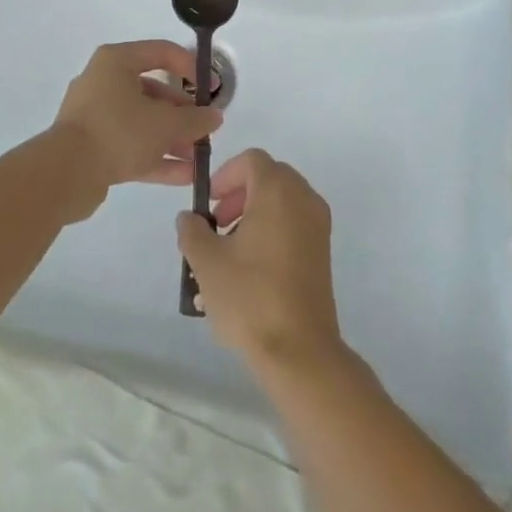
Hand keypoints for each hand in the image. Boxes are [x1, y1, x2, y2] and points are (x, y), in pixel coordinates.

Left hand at [50, 41, 222, 217]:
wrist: (64, 175)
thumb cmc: (117, 131)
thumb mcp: (164, 123)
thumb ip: (194, 119)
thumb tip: (215, 117)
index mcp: (117, 61)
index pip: (161, 52)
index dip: (190, 66)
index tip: (211, 87)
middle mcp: (104, 82)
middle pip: (153, 91)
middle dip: (182, 112)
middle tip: (205, 128)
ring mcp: (97, 116)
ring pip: (143, 121)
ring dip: (172, 137)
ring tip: (199, 155)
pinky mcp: (93, 147)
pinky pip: (131, 145)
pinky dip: (156, 156)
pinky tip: (185, 175)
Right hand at [176, 149, 342, 375]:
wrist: (300, 352)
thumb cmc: (251, 297)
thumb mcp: (207, 263)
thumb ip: (192, 232)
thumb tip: (189, 218)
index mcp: (278, 190)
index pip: (251, 160)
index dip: (226, 175)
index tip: (208, 204)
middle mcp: (303, 198)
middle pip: (268, 177)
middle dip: (239, 195)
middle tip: (217, 226)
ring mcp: (318, 225)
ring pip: (281, 203)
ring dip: (253, 215)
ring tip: (229, 254)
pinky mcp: (322, 253)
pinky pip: (294, 225)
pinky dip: (271, 232)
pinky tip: (250, 271)